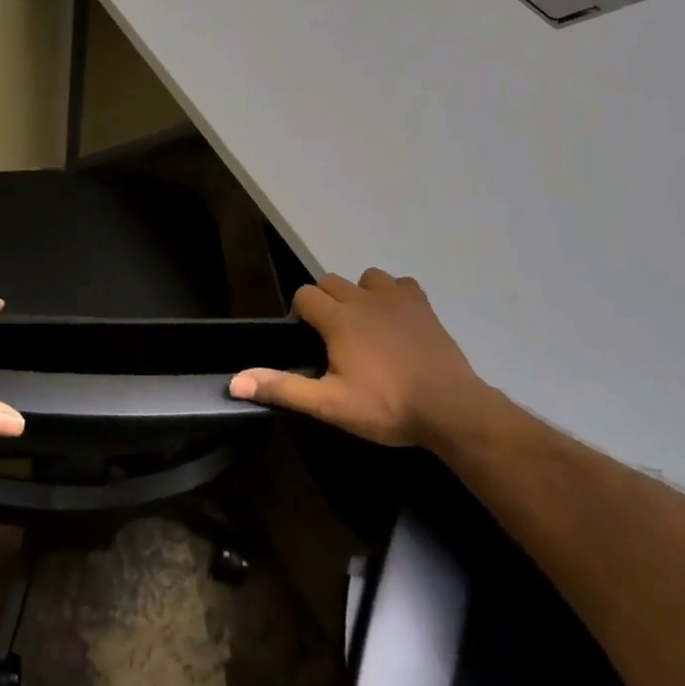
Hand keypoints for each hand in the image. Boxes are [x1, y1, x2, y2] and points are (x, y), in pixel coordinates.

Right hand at [228, 269, 501, 448]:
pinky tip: (396, 319)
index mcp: (338, 319)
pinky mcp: (423, 305)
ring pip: (366, 278)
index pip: (305, 295)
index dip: (301, 313)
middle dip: (326, 302)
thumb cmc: (385, 406)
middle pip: (331, 282)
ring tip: (364, 325)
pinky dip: (394, 295)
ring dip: (359, 294)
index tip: (308, 340)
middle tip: (333, 338)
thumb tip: (235, 382)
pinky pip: (401, 284)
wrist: (449, 408)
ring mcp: (397, 298)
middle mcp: (364, 298)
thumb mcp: (329, 404)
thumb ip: (282, 389)